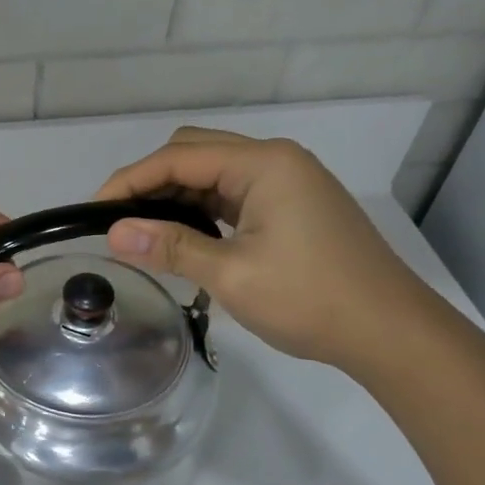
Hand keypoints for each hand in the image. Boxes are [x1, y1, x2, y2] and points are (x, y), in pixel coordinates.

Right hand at [95, 128, 428, 370]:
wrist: (390, 331)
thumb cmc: (311, 299)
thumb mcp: (232, 274)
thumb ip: (171, 247)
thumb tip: (115, 233)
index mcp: (264, 164)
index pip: (179, 157)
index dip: (130, 180)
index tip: (94, 211)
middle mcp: (276, 160)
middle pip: (195, 153)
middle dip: (150, 181)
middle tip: (118, 222)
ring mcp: (288, 181)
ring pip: (214, 173)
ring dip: (176, 196)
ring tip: (143, 231)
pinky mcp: (292, 205)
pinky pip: (234, 194)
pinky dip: (202, 209)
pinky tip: (184, 235)